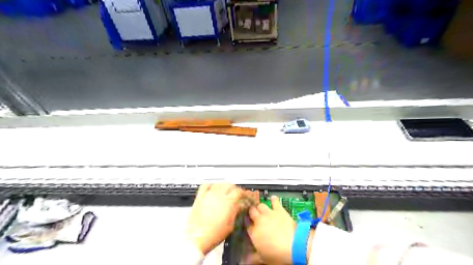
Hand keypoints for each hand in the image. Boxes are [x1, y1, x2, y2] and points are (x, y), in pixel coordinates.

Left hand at [186, 183, 242, 255]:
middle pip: (229, 185)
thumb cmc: (214, 234)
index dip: (243, 193)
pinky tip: (212, 189)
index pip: (238, 191)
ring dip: (224, 186)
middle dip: (234, 188)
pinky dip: (210, 185)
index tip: (244, 195)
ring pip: (219, 183)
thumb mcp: (230, 225)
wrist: (197, 238)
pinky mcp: (200, 197)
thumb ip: (236, 212)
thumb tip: (239, 206)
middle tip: (235, 194)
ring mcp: (209, 195)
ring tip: (225, 191)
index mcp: (228, 202)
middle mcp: (219, 196)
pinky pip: (205, 185)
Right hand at [247, 195, 312, 262]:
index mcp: (254, 233)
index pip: (246, 225)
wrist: (294, 245)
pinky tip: (273, 198)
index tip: (248, 224)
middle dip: (251, 212)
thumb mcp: (263, 259)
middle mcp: (259, 220)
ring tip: (261, 208)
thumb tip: (243, 262)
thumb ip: (252, 258)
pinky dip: (273, 199)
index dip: (247, 223)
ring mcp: (269, 214)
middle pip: (251, 212)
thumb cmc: (278, 254)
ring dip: (260, 206)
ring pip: (260, 205)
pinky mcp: (278, 209)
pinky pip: (274, 201)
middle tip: (253, 214)